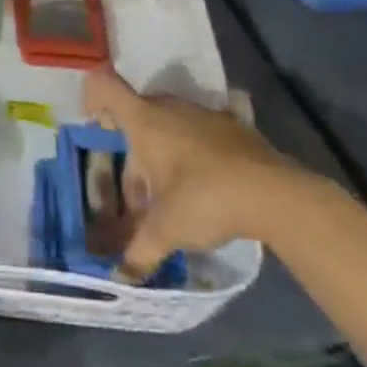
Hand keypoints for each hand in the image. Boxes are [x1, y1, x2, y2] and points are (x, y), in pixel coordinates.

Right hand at [82, 67, 309, 280]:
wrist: (275, 193)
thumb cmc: (205, 199)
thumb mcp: (166, 230)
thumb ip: (139, 251)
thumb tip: (121, 278)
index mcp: (145, 121)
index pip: (106, 88)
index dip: (92, 98)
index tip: (91, 123)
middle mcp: (170, 108)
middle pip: (138, 119)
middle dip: (132, 156)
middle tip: (137, 199)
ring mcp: (204, 113)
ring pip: (169, 126)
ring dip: (163, 156)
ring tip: (170, 199)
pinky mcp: (233, 126)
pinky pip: (200, 132)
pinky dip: (194, 152)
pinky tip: (204, 186)